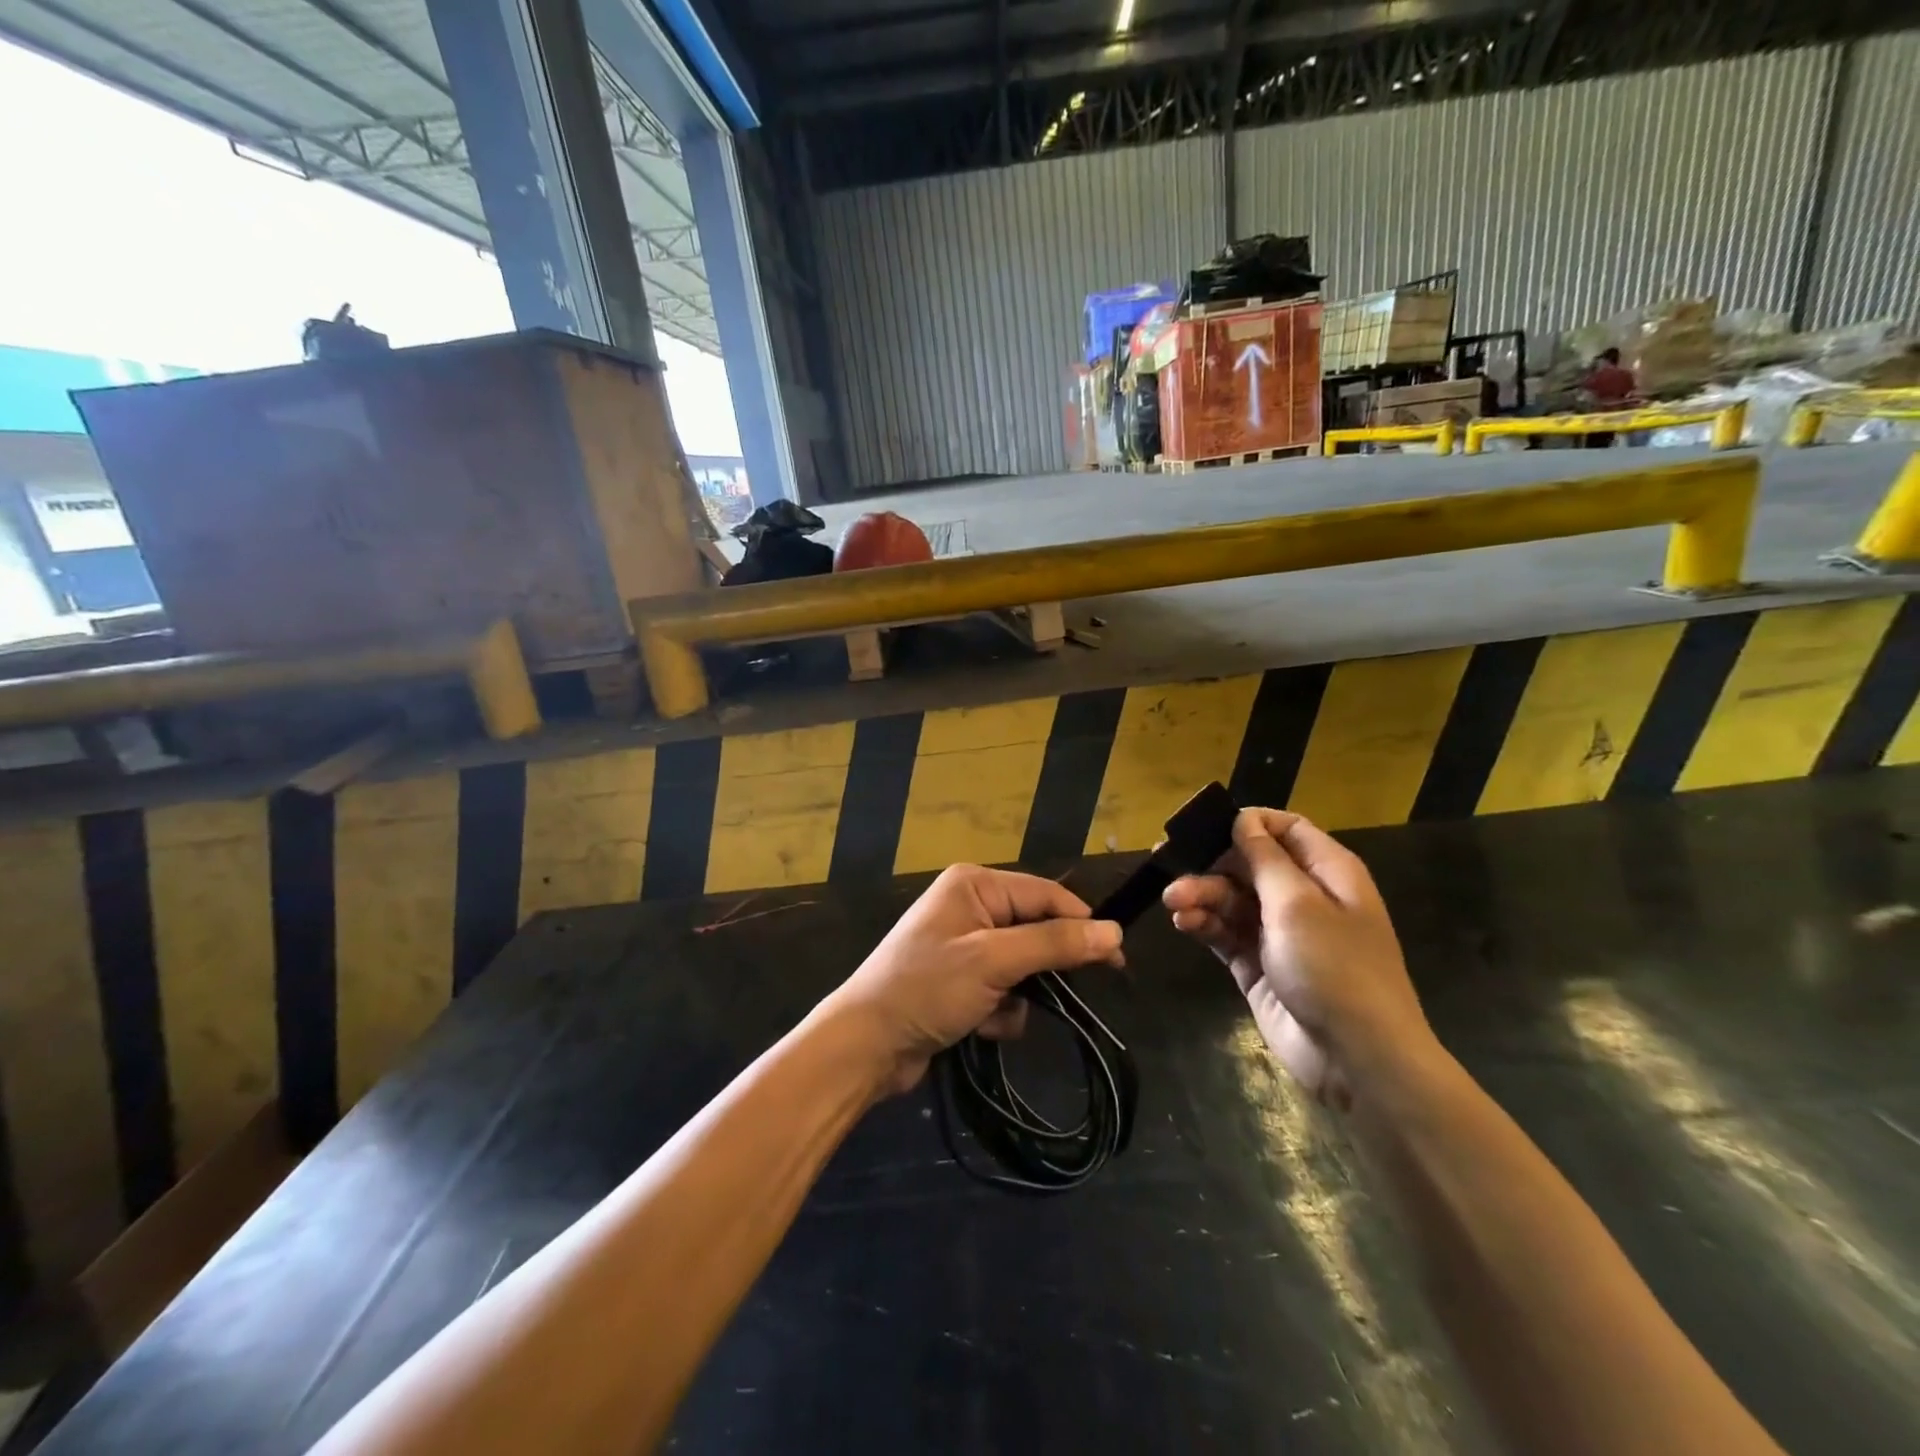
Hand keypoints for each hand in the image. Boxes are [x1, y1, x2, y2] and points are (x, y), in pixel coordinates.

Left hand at [823, 864, 1123, 1096]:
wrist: (867, 1044)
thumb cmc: (928, 988)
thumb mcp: (994, 961)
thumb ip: (1056, 944)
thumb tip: (1114, 931)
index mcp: (975, 885)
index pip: (1046, 895)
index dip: (1082, 925)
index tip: (1116, 959)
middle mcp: (971, 906)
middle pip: (1035, 931)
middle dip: (1041, 969)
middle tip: (1058, 996)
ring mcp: (964, 944)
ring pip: (1023, 966)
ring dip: (1018, 996)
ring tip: (993, 1014)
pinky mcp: (960, 980)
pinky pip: (1003, 990)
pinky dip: (1000, 1011)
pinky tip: (978, 1027)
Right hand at [1163, 808, 1430, 1105]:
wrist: (1356, 1057)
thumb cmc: (1334, 967)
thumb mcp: (1297, 904)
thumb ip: (1264, 858)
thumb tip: (1243, 819)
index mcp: (1327, 872)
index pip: (1286, 829)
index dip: (1248, 822)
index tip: (1204, 824)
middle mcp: (1303, 896)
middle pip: (1249, 863)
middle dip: (1210, 862)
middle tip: (1165, 861)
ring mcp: (1279, 933)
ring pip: (1230, 898)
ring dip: (1200, 895)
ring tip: (1172, 902)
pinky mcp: (1258, 964)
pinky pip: (1225, 932)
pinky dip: (1204, 924)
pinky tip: (1183, 922)